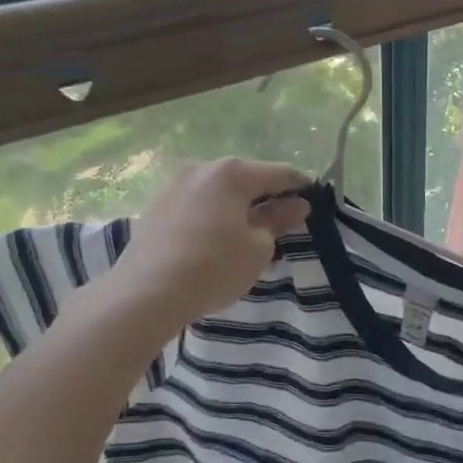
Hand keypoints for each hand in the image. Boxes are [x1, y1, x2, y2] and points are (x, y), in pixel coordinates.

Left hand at [95, 158, 310, 339]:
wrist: (146, 294)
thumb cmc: (214, 267)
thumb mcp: (258, 247)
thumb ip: (278, 220)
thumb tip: (297, 205)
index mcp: (231, 172)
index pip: (279, 173)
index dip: (301, 185)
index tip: (316, 199)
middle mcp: (201, 168)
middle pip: (246, 177)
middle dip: (268, 195)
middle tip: (286, 218)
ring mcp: (175, 185)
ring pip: (220, 190)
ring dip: (239, 205)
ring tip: (254, 231)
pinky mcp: (158, 206)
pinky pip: (199, 203)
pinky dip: (216, 214)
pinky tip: (221, 237)